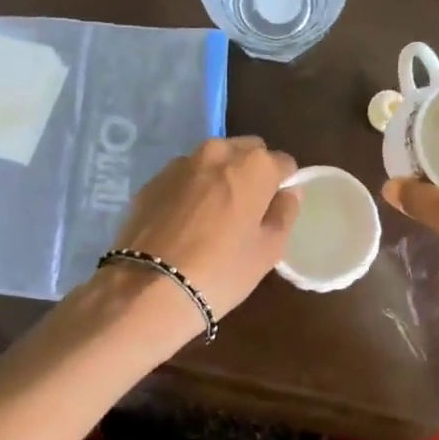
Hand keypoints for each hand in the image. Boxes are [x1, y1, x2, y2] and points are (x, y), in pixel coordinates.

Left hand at [108, 137, 299, 325]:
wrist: (150, 288)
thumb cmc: (222, 270)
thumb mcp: (269, 249)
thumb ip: (285, 213)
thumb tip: (288, 194)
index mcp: (254, 165)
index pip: (283, 163)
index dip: (283, 185)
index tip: (276, 209)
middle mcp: (218, 152)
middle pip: (247, 151)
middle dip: (252, 172)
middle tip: (247, 209)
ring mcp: (181, 163)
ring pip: (213, 161)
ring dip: (219, 177)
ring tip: (213, 215)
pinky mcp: (152, 180)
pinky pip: (184, 176)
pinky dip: (191, 189)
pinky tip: (185, 222)